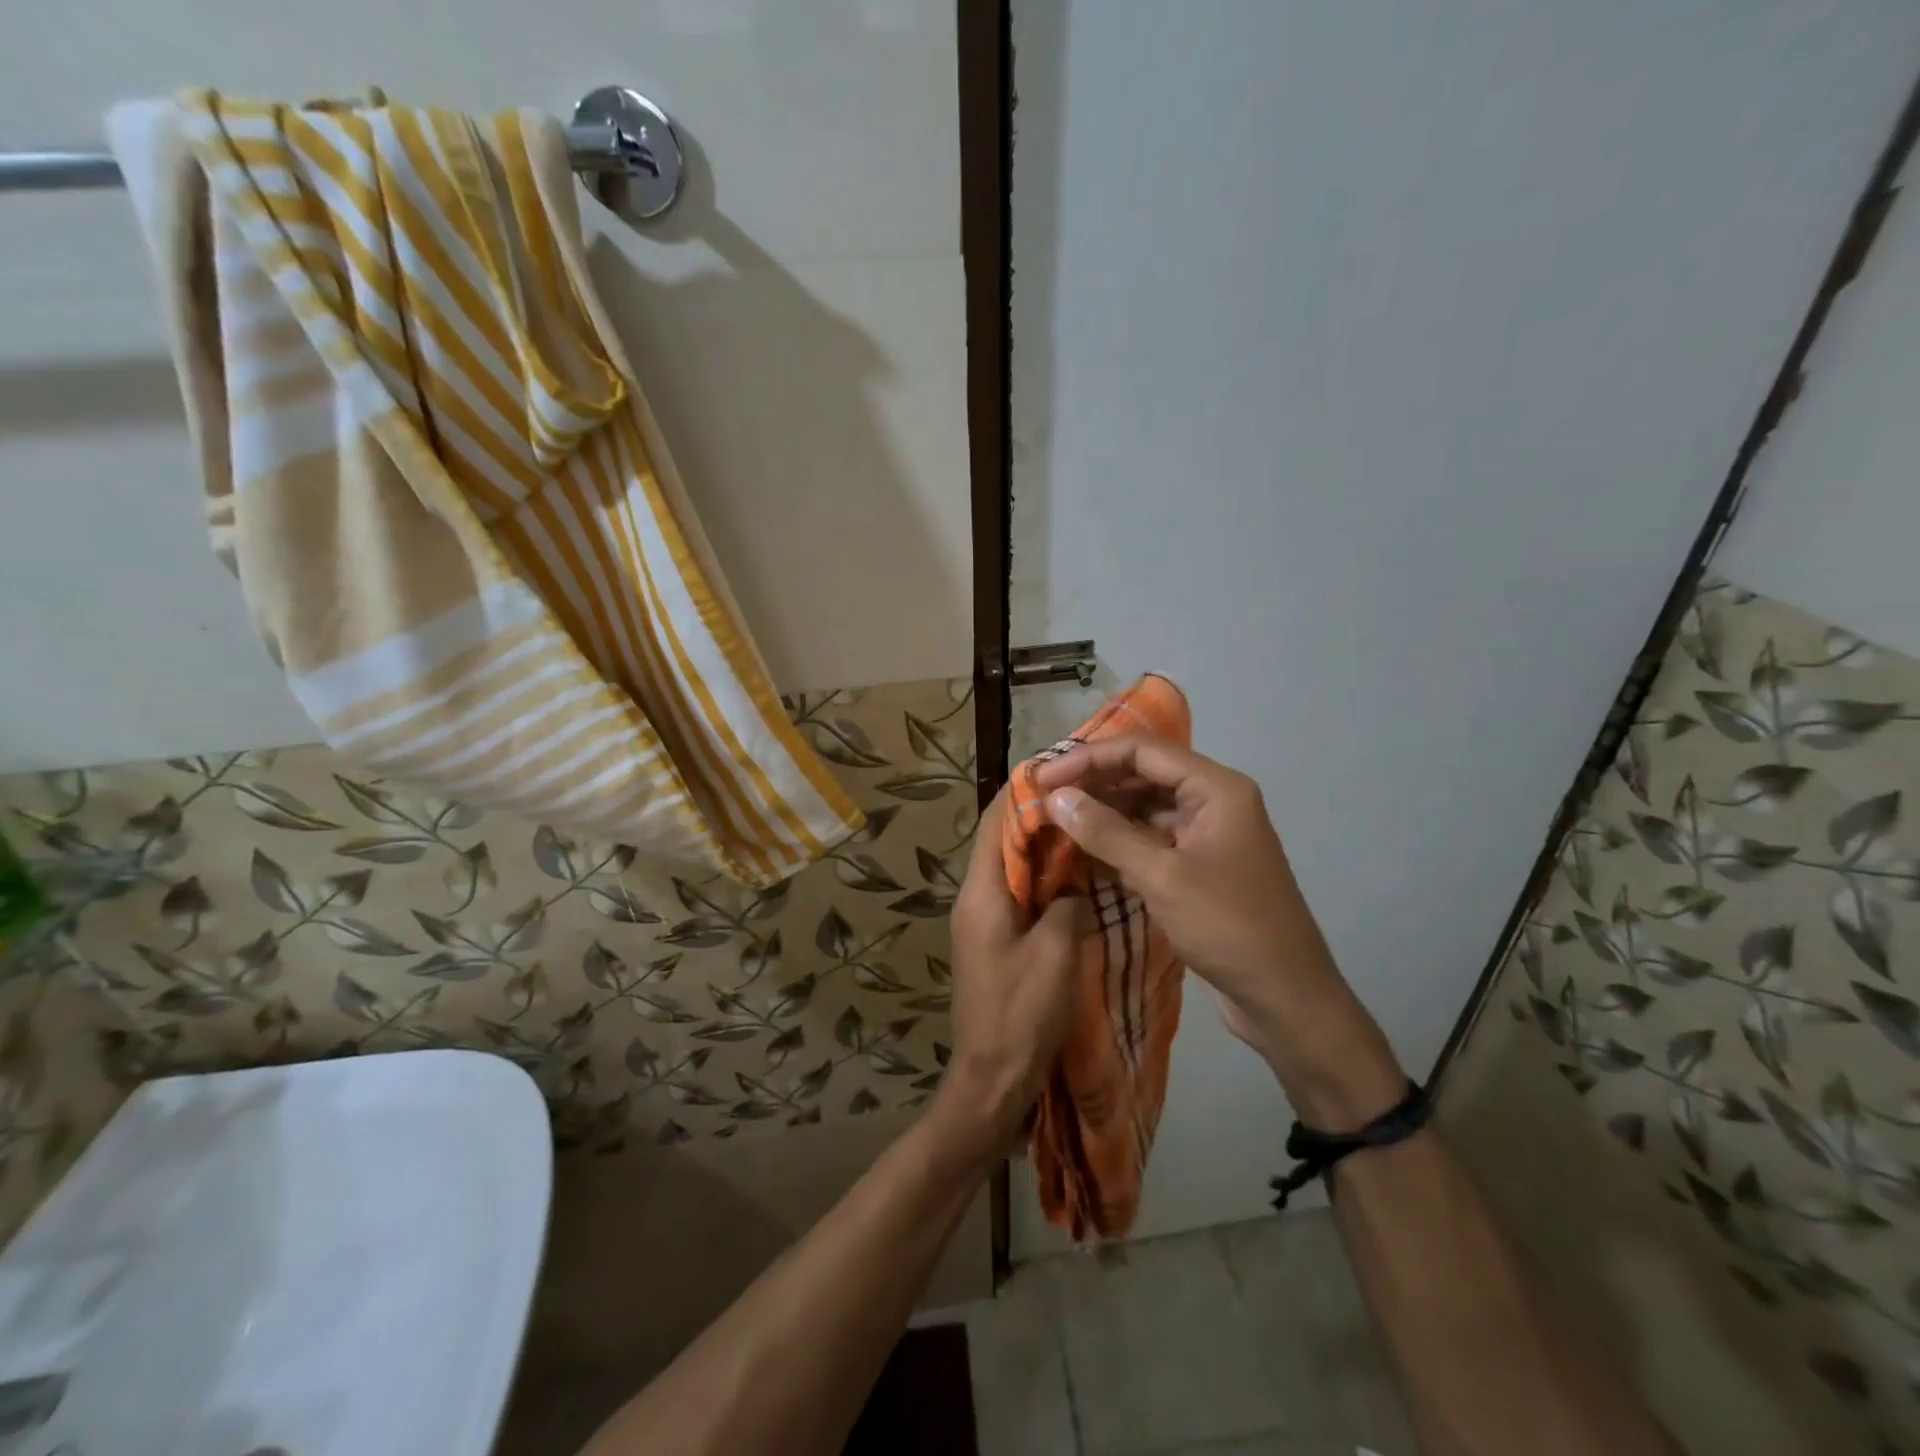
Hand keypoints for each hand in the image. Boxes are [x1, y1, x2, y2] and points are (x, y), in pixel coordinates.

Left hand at [927, 789, 1085, 1164]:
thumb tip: (1076, 879)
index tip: (1063, 769)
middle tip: (1086, 798)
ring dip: (1043, 848)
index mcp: (981, 892)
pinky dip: (1044, 880)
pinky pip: (1018, 895)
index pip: (996, 821)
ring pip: (1012, 867)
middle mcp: (974, 898)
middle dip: (1039, 816)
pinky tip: (1078, 881)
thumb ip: (1069, 903)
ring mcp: (982, 921)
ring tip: (1088, 829)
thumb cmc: (1021, 1013)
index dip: (1024, 791)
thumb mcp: (1057, 953)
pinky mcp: (994, 941)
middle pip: (1002, 840)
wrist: (992, 1079)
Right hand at [1033, 737, 1403, 1128]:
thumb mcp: (1162, 876)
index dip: (1088, 758)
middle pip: (1144, 774)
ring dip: (1104, 813)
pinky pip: (1153, 840)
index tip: (1043, 778)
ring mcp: (1208, 835)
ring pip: (1146, 808)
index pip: (1142, 751)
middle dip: (1094, 783)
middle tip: (1045, 798)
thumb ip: (1106, 832)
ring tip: (1058, 822)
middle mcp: (1214, 801)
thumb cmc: (1229, 927)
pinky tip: (1086, 851)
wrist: (1286, 998)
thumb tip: (1056, 798)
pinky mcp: (1200, 866)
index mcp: (1216, 789)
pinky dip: (1120, 842)